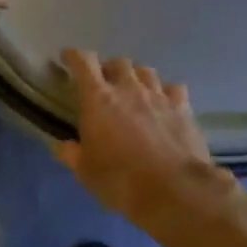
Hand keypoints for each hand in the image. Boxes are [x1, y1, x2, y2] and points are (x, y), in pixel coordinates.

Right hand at [53, 49, 221, 222]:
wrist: (173, 189)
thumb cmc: (120, 180)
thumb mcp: (85, 172)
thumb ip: (71, 154)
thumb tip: (62, 146)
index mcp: (98, 99)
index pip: (83, 63)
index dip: (74, 56)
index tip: (67, 57)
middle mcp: (129, 89)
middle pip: (118, 62)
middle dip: (108, 68)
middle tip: (104, 83)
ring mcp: (159, 96)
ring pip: (146, 71)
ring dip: (136, 77)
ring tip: (133, 90)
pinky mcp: (183, 108)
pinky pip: (173, 88)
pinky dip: (164, 92)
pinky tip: (163, 103)